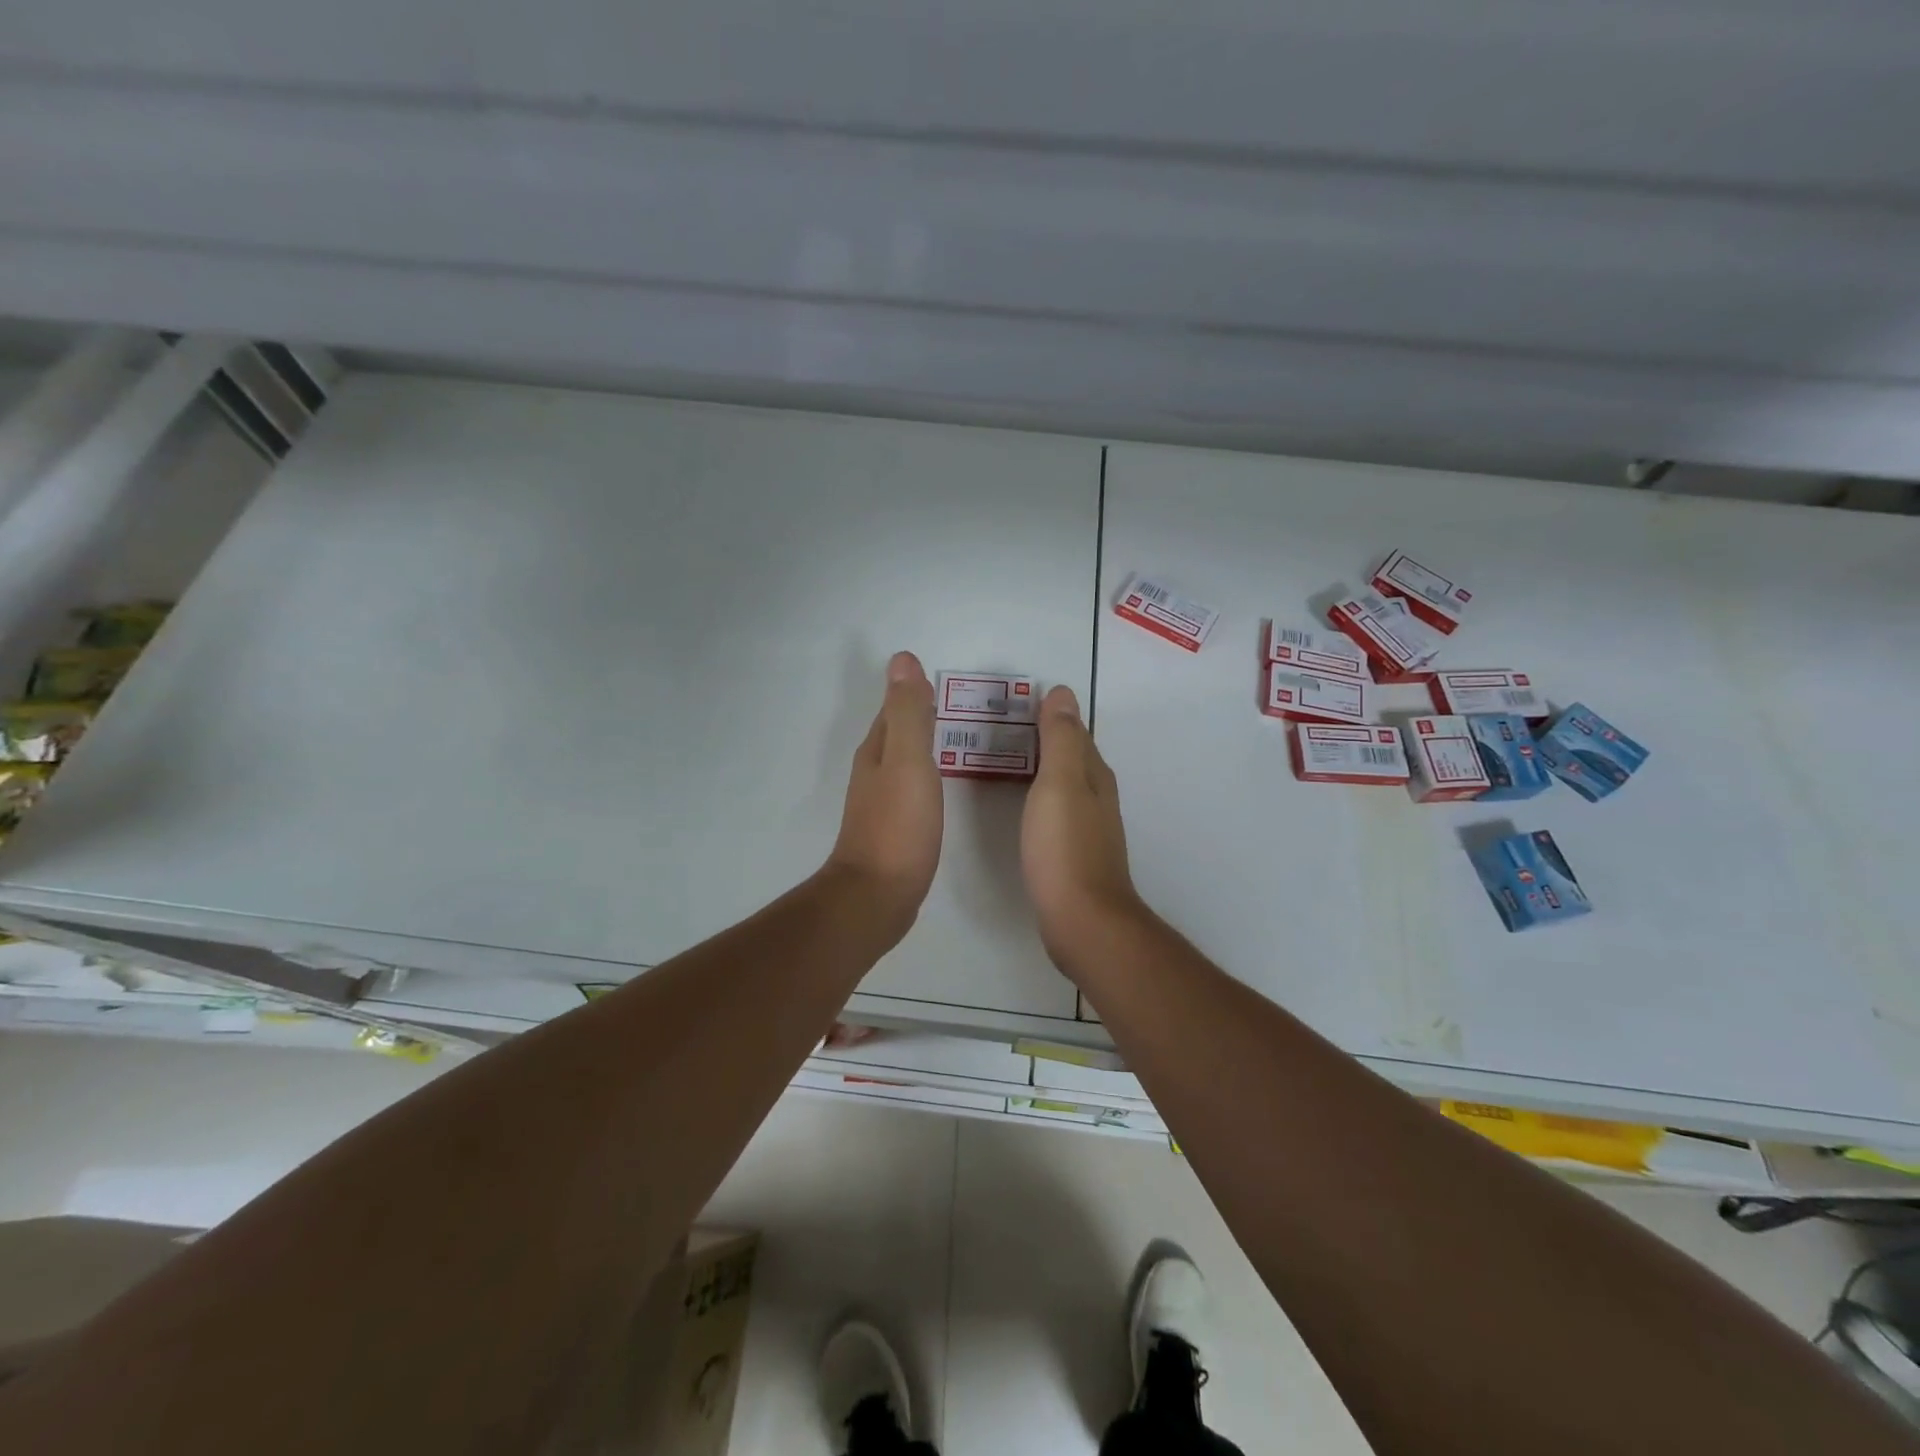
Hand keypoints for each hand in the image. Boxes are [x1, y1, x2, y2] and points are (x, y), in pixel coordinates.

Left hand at [824, 651, 943, 924]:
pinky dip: (925, 775)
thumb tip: (902, 659)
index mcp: (877, 751)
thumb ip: (909, 713)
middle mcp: (874, 771)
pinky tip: (940, 784)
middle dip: (919, 715)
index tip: (940, 679)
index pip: (894, 709)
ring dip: (922, 745)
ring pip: (903, 760)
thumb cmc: (898, 827)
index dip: (914, 691)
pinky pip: (911, 787)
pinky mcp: (893, 828)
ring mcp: (881, 802)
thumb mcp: (908, 762)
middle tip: (956, 705)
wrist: (877, 896)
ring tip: (953, 737)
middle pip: (897, 732)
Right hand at [1020, 686, 1143, 964]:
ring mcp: (1088, 828)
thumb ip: (1060, 740)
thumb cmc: (1065, 848)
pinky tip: (1024, 806)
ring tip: (1008, 759)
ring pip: (1065, 785)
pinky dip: (1041, 797)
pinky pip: (1057, 811)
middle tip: (1005, 726)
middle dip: (1046, 740)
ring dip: (1043, 768)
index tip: (1019, 702)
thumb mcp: (1059, 784)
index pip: (1074, 733)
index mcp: (1094, 776)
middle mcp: (1097, 797)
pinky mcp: (1075, 854)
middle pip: (1072, 758)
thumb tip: (1063, 693)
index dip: (1051, 716)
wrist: (1082, 920)